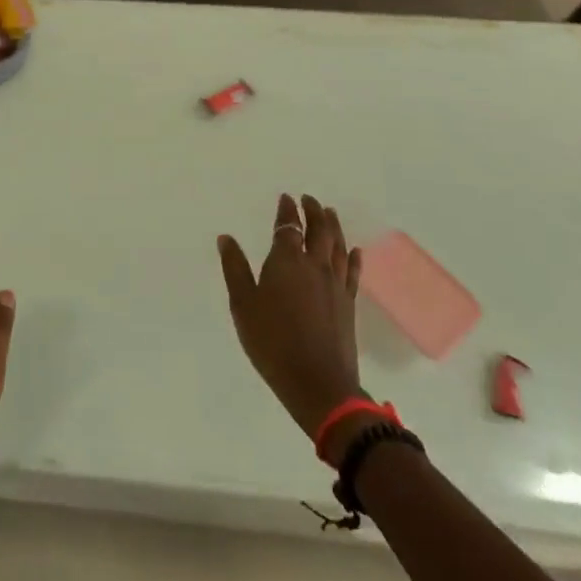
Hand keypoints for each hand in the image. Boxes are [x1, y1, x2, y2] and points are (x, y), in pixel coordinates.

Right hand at [218, 195, 365, 439]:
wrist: (317, 382)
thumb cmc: (272, 342)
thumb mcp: (243, 305)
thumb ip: (235, 269)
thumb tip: (226, 238)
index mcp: (286, 262)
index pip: (288, 227)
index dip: (287, 211)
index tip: (286, 198)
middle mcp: (314, 266)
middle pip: (319, 230)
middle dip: (314, 211)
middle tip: (310, 199)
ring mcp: (335, 284)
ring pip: (338, 246)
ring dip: (334, 226)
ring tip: (330, 213)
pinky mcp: (348, 304)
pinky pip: (352, 272)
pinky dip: (352, 257)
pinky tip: (354, 250)